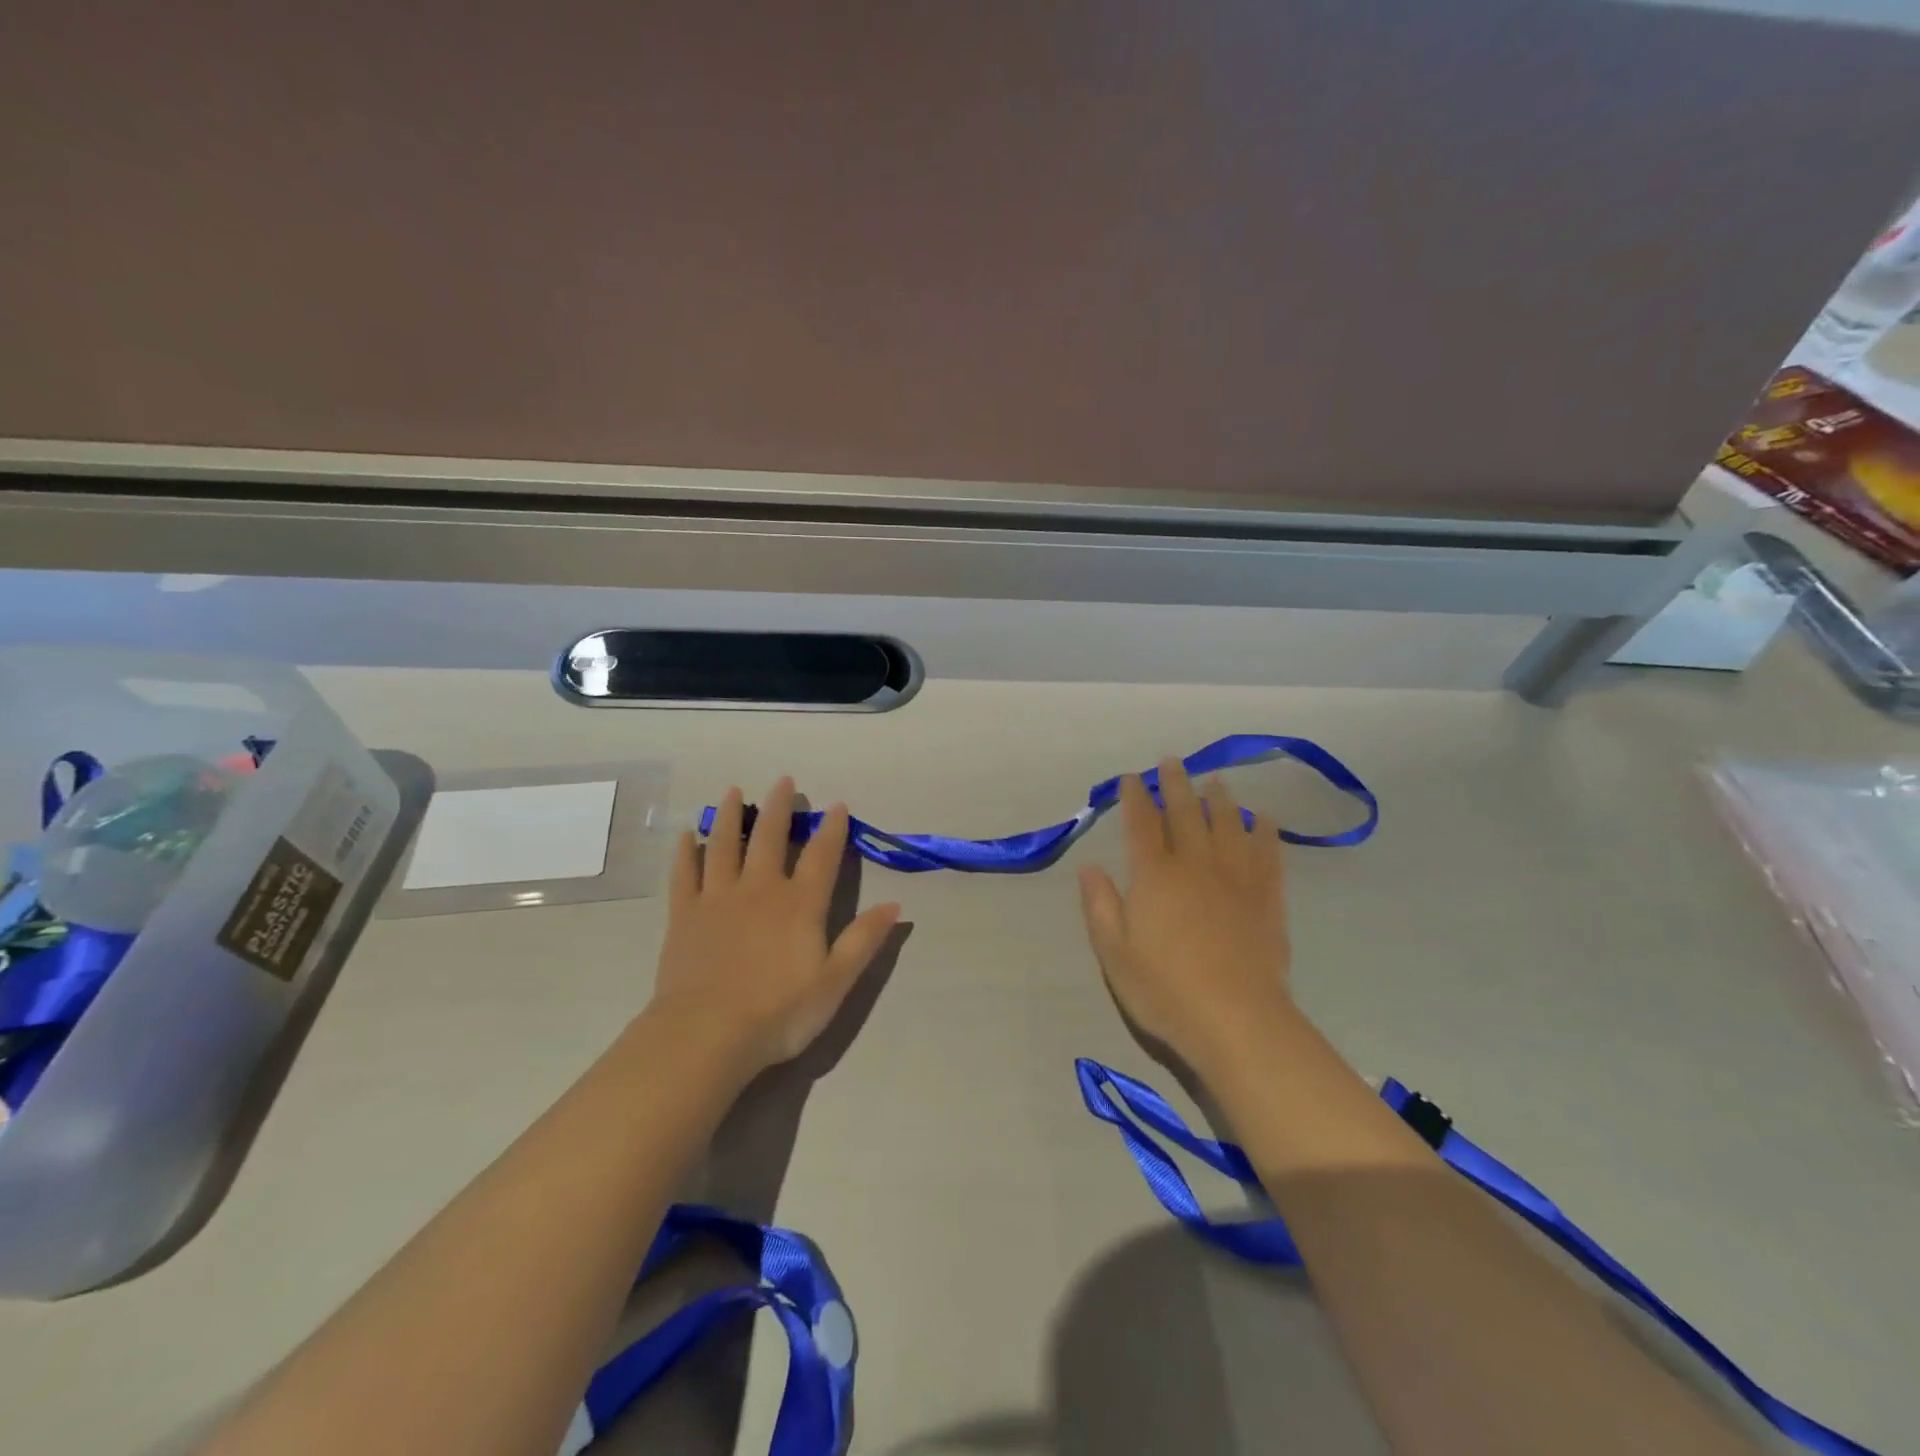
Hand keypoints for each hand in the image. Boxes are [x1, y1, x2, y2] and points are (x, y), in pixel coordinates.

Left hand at [651, 777, 900, 1071]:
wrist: (706, 1035)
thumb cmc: (779, 1013)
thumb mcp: (835, 982)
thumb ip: (863, 940)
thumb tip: (895, 905)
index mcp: (799, 904)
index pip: (822, 856)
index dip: (832, 829)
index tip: (837, 804)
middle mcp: (760, 889)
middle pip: (771, 838)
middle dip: (780, 808)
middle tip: (783, 780)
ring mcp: (718, 899)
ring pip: (725, 846)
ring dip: (731, 817)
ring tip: (734, 792)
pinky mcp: (684, 915)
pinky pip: (684, 874)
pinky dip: (685, 852)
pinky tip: (686, 835)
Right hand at [1077, 759, 1292, 1074]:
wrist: (1237, 1020)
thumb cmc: (1165, 990)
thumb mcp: (1114, 953)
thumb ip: (1100, 905)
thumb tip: (1089, 866)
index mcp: (1154, 876)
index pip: (1141, 825)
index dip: (1135, 798)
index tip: (1132, 778)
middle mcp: (1195, 866)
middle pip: (1185, 814)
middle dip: (1176, 785)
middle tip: (1172, 761)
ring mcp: (1235, 879)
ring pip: (1227, 826)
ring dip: (1219, 799)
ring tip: (1215, 781)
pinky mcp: (1266, 899)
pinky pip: (1267, 854)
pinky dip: (1264, 831)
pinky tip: (1263, 818)